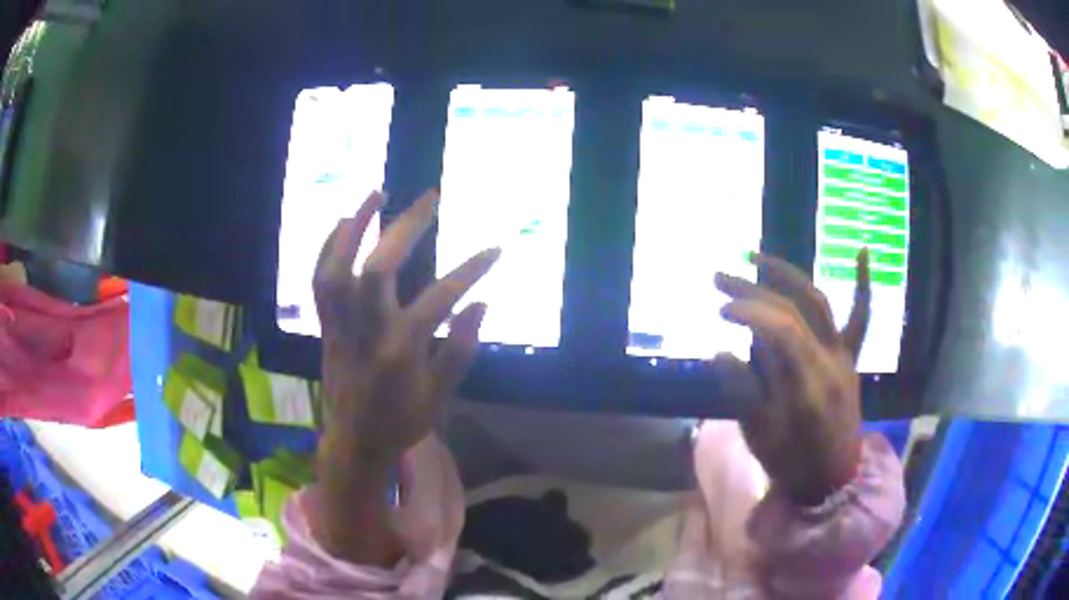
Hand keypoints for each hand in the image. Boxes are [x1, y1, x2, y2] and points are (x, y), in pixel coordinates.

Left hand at [311, 189, 498, 563]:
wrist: (354, 442)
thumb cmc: (400, 421)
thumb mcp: (439, 395)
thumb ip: (460, 349)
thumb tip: (482, 302)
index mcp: (401, 352)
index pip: (440, 299)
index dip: (471, 271)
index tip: (495, 249)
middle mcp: (367, 331)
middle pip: (379, 269)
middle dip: (406, 227)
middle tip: (430, 196)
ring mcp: (341, 326)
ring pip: (338, 268)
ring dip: (356, 225)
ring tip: (377, 192)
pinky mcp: (326, 325)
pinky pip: (320, 281)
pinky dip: (329, 247)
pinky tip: (343, 223)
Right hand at [712, 250, 870, 505]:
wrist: (832, 480)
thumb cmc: (792, 464)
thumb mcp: (759, 436)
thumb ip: (741, 391)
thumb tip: (721, 351)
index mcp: (806, 386)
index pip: (778, 330)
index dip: (748, 311)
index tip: (718, 310)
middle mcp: (829, 362)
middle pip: (792, 311)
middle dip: (754, 288)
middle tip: (719, 277)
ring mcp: (843, 356)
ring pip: (819, 304)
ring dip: (787, 276)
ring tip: (756, 258)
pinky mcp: (850, 358)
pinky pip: (860, 318)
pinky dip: (862, 284)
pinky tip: (861, 250)